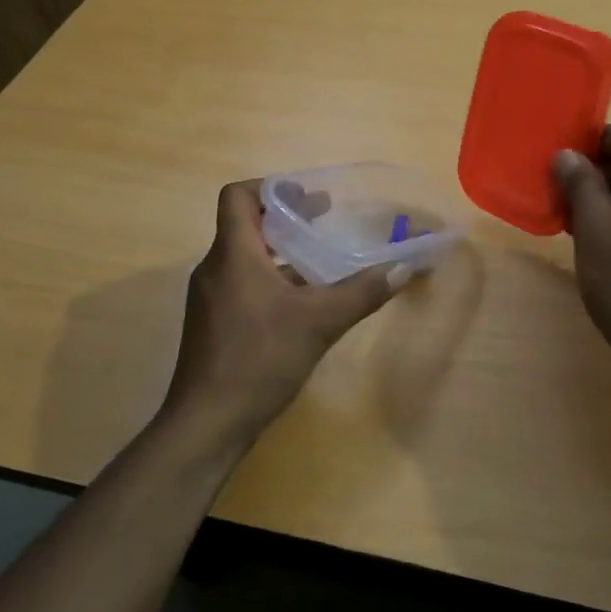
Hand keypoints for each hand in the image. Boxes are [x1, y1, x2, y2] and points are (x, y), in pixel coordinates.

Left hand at [163, 180, 409, 450]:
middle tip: (323, 220)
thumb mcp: (319, 322)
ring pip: (244, 257)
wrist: (206, 423)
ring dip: (279, 252)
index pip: (238, 196)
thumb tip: (404, 268)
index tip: (306, 197)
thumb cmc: (259, 359)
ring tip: (319, 260)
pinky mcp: (211, 324)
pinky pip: (241, 284)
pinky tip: (299, 304)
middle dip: (285, 219)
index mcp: (233, 254)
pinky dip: (269, 280)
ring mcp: (209, 298)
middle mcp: (214, 268)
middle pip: (244, 225)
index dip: (271, 188)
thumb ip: (362, 292)